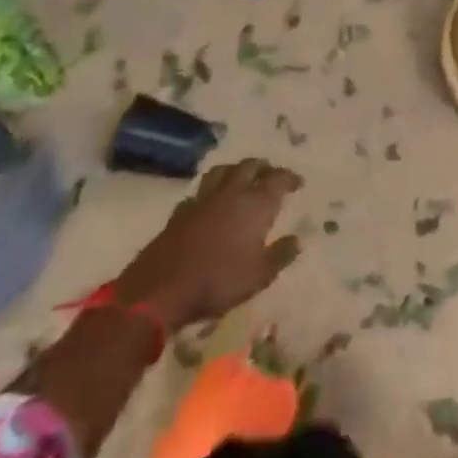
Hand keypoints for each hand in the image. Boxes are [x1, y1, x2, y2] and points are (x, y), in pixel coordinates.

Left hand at [116, 159, 302, 328]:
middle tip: (272, 175)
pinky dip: (212, 191)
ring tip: (243, 178)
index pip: (278, 179)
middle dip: (264, 167)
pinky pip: (200, 191)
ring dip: (236, 170)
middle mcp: (230, 194)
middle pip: (249, 166)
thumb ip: (281, 254)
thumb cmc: (218, 282)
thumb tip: (298, 240)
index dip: (290, 178)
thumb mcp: (260, 275)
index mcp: (255, 204)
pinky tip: (212, 202)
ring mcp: (202, 200)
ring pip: (222, 171)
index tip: (298, 183)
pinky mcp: (179, 212)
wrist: (159, 291)